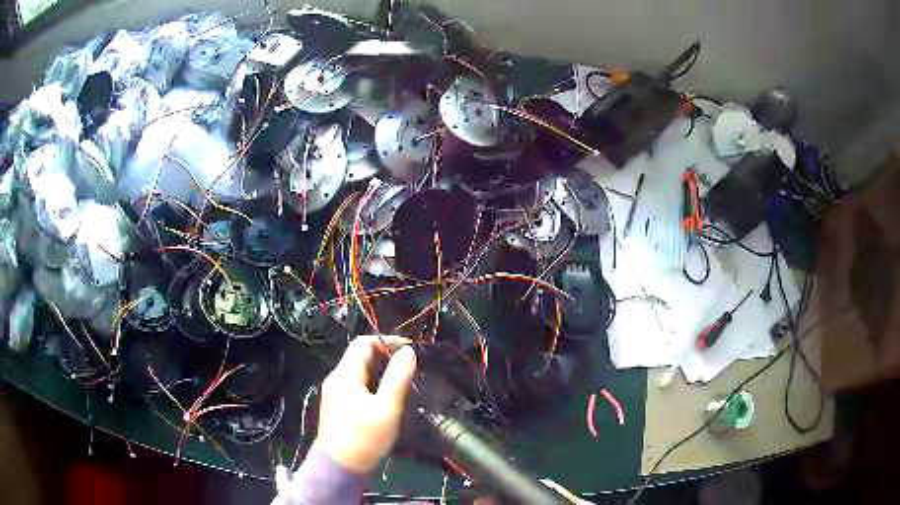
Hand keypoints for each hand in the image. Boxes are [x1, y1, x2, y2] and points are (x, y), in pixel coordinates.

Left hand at [315, 335, 416, 472]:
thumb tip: (408, 351)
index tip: (410, 351)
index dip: (387, 341)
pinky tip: (388, 399)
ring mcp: (335, 393)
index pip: (363, 343)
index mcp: (345, 375)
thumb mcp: (387, 408)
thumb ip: (398, 378)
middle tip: (410, 369)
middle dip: (386, 357)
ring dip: (381, 372)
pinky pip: (357, 385)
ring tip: (404, 383)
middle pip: (360, 356)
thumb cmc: (365, 438)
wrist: (340, 467)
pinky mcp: (338, 406)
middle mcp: (336, 379)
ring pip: (360, 371)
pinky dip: (374, 384)